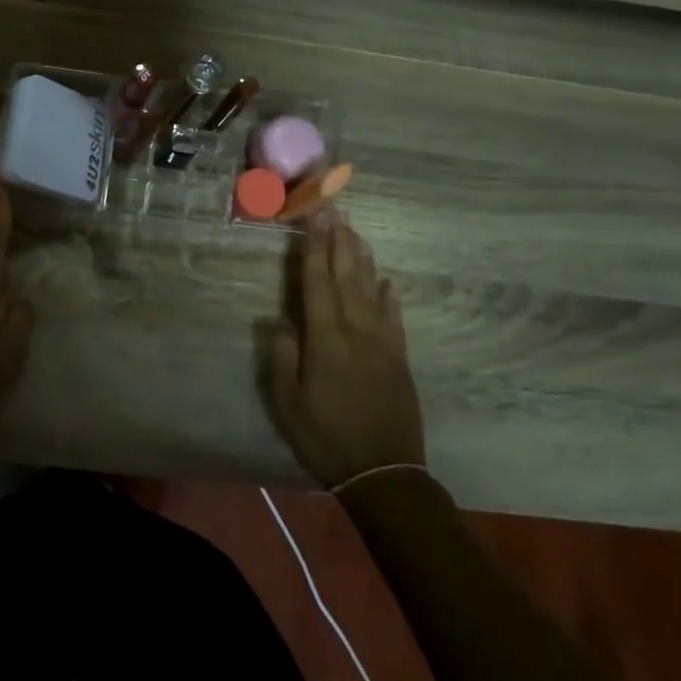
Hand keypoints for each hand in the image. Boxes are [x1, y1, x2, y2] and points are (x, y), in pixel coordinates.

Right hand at [262, 210, 424, 487]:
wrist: (384, 472)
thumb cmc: (326, 437)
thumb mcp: (287, 403)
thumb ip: (282, 358)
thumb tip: (281, 322)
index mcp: (325, 339)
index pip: (317, 283)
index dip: (314, 248)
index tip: (313, 218)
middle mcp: (356, 332)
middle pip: (346, 277)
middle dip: (338, 241)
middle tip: (335, 208)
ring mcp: (382, 344)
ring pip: (371, 291)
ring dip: (362, 260)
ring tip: (355, 232)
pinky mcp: (399, 359)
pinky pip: (394, 319)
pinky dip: (390, 297)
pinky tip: (387, 281)